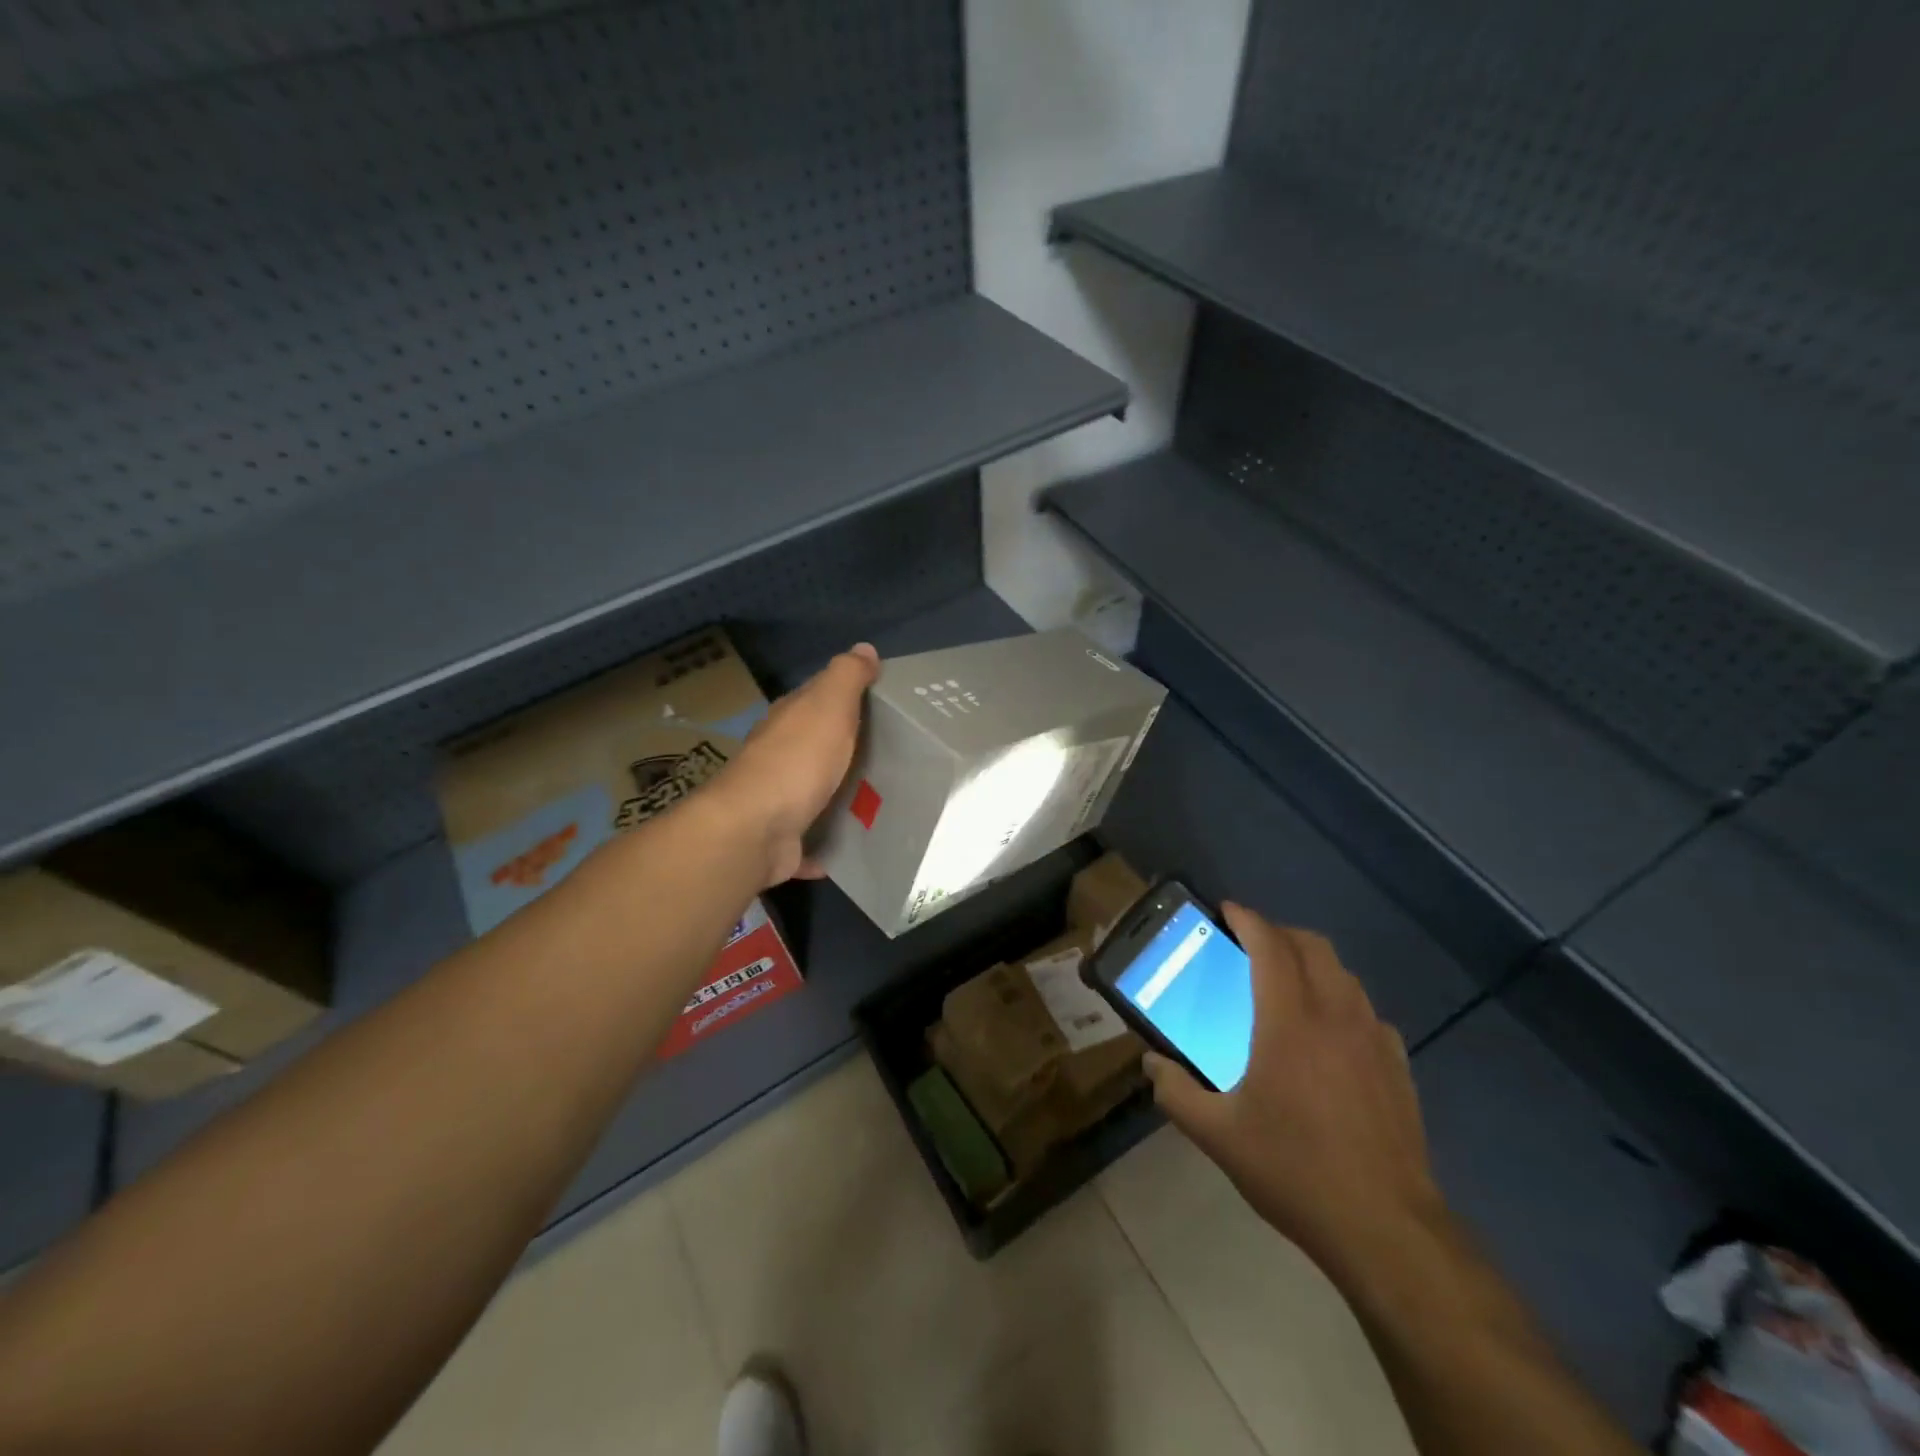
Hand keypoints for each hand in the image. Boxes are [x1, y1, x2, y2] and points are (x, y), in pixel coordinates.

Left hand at [708, 643, 879, 887]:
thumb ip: (847, 677)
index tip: (881, 705)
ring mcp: (777, 800)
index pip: (817, 699)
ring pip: (812, 792)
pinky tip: (847, 850)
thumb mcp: (828, 706)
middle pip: (816, 746)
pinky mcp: (782, 841)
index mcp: (789, 721)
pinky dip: (823, 845)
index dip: (845, 696)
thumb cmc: (797, 760)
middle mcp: (778, 756)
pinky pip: (809, 841)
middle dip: (845, 748)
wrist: (756, 829)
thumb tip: (865, 648)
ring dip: (836, 796)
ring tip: (879, 802)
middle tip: (891, 756)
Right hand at [1144, 903, 1445, 1281]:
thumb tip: (1151, 1064)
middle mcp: (1335, 1016)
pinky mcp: (1399, 1067)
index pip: (1270, 945)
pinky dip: (1342, 1001)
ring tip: (1285, 985)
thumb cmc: (1295, 1171)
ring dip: (1312, 963)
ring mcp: (1374, 1039)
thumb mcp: (1218, 1135)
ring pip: (1344, 975)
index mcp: (1289, 1021)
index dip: (1247, 919)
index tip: (1226, 911)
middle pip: (1313, 946)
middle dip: (1279, 933)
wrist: (1386, 1230)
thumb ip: (1175, 1092)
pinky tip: (1328, 1036)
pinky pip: (1367, 1012)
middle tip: (1250, 946)